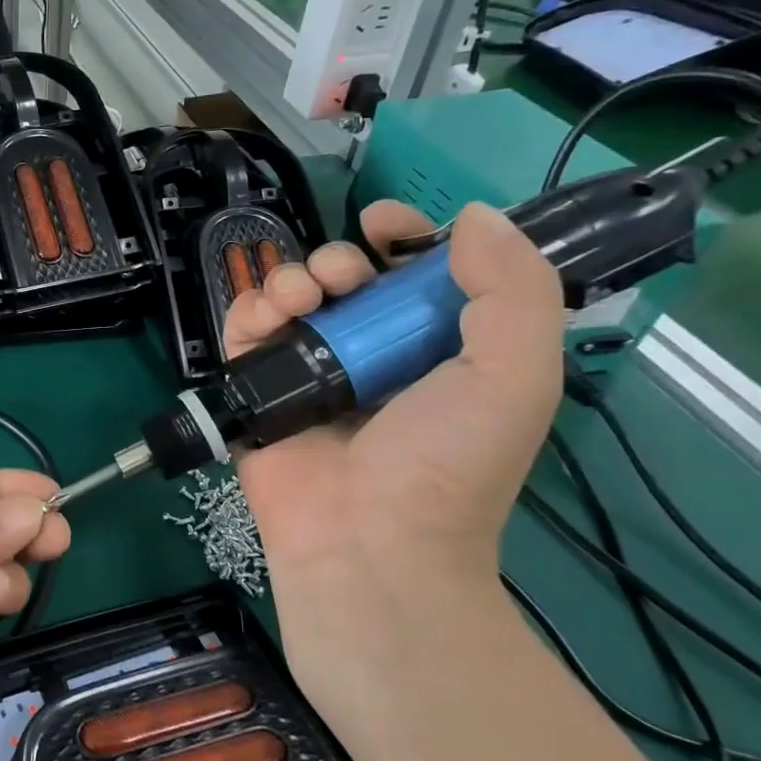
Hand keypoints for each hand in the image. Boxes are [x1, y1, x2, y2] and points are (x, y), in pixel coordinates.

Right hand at [220, 202, 564, 729]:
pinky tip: (265, 315)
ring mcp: (309, 373)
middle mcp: (371, 355)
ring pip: (291, 298)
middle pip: (346, 280)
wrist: (367, 544)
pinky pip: (245, 333)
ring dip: (289, 277)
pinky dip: (248, 311)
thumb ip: (513, 291)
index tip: (382, 223)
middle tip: (339, 276)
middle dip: (339, 259)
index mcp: (436, 349)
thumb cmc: (445, 465)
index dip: (403, 240)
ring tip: (298, 295)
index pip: (417, 276)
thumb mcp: (515, 377)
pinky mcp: (258, 391)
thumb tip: (471, 216)